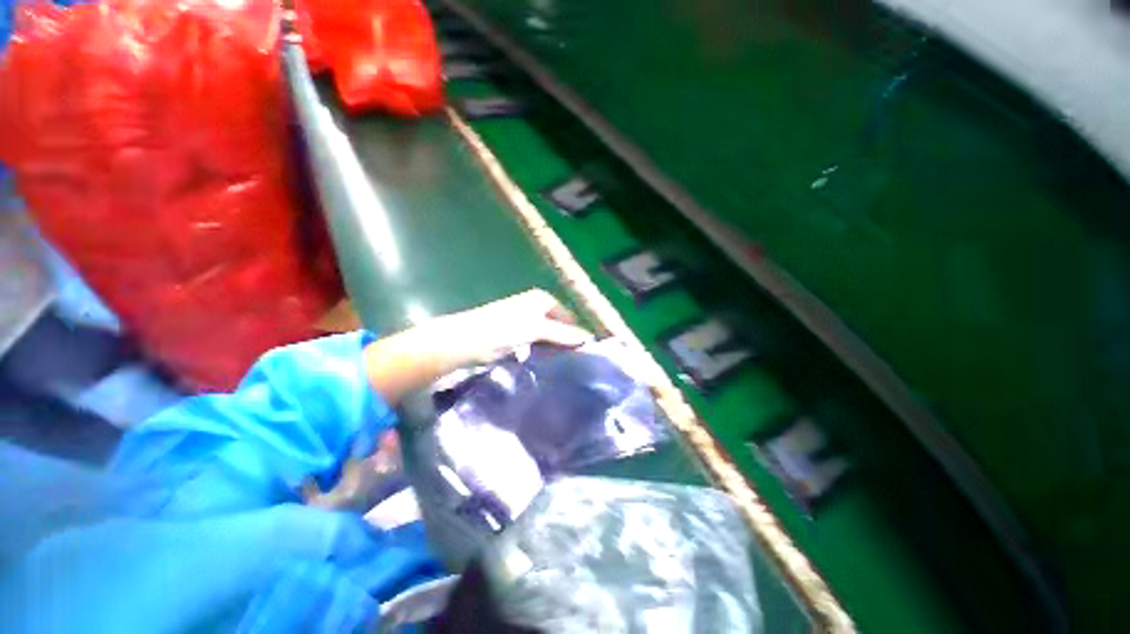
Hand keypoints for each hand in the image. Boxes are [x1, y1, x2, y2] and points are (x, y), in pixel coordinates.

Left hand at [434, 288, 593, 367]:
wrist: (465, 341)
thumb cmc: (503, 330)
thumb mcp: (536, 329)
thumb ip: (563, 334)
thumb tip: (589, 338)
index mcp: (542, 299)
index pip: (569, 317)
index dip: (577, 334)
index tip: (584, 356)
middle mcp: (535, 306)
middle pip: (559, 326)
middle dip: (566, 342)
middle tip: (574, 364)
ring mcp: (525, 320)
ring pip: (548, 336)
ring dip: (554, 348)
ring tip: (562, 367)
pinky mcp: (516, 334)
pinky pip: (536, 343)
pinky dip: (542, 351)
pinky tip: (545, 364)